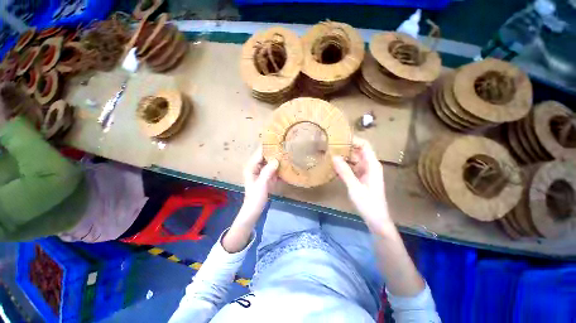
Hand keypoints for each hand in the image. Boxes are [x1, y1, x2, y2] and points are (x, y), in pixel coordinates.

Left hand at [223, 147, 278, 252]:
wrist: (254, 210)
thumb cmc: (255, 197)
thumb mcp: (261, 184)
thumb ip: (268, 172)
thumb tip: (276, 160)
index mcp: (251, 167)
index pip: (260, 153)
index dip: (268, 147)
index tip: (278, 142)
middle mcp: (255, 167)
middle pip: (265, 156)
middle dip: (274, 153)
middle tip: (286, 148)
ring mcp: (260, 172)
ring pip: (269, 162)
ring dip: (277, 160)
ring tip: (287, 154)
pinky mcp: (265, 177)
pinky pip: (272, 169)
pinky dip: (278, 168)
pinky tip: (285, 166)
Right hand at [333, 138, 389, 228]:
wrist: (376, 219)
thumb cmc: (368, 203)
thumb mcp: (354, 187)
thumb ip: (344, 171)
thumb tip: (334, 156)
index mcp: (372, 165)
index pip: (364, 146)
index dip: (354, 140)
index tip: (339, 139)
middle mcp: (370, 166)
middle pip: (359, 151)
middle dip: (347, 147)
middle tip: (331, 146)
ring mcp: (366, 172)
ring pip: (355, 159)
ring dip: (344, 156)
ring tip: (330, 153)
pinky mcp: (362, 178)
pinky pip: (353, 167)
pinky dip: (345, 165)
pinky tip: (335, 166)